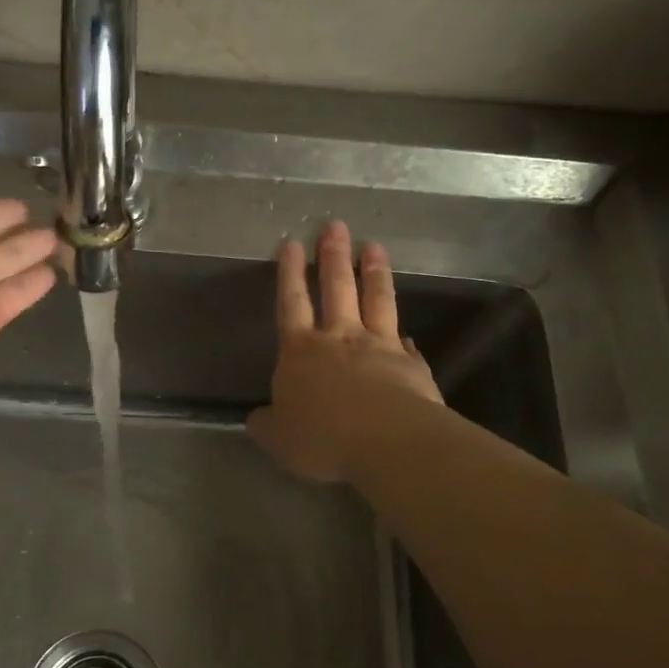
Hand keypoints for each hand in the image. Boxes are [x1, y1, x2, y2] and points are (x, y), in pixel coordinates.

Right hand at [248, 220, 442, 482]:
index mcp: (300, 351)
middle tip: (336, 226)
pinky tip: (407, 331)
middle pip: (336, 288)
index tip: (292, 243)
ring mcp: (379, 347)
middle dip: (333, 256)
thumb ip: (268, 424)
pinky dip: (404, 336)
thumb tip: (258, 418)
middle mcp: (339, 338)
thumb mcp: (279, 438)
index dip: (290, 273)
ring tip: (374, 247)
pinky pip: (406, 344)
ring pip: (376, 301)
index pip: (291, 302)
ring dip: (374, 273)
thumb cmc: (322, 437)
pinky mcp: (410, 365)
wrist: (387, 441)